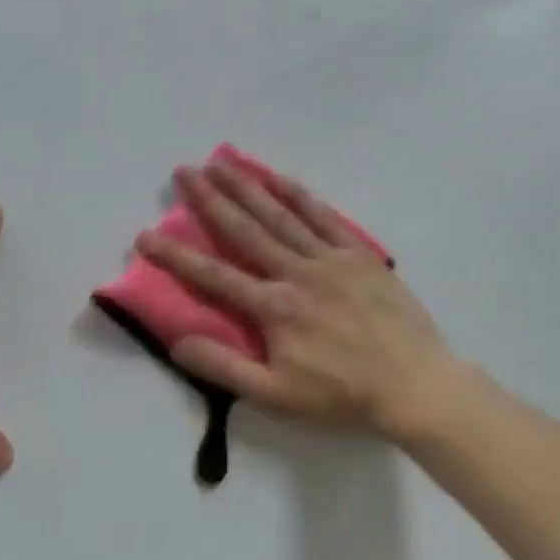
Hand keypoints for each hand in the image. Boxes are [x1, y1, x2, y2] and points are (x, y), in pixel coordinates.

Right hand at [135, 161, 455, 439]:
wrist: (414, 386)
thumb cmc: (342, 396)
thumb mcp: (276, 395)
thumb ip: (225, 367)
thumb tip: (178, 341)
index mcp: (274, 308)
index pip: (214, 276)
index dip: (176, 256)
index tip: (145, 236)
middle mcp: (297, 272)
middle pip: (245, 230)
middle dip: (210, 200)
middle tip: (183, 172)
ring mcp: (332, 260)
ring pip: (282, 216)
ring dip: (249, 187)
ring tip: (221, 163)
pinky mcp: (361, 256)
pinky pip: (326, 218)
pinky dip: (301, 196)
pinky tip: (282, 178)